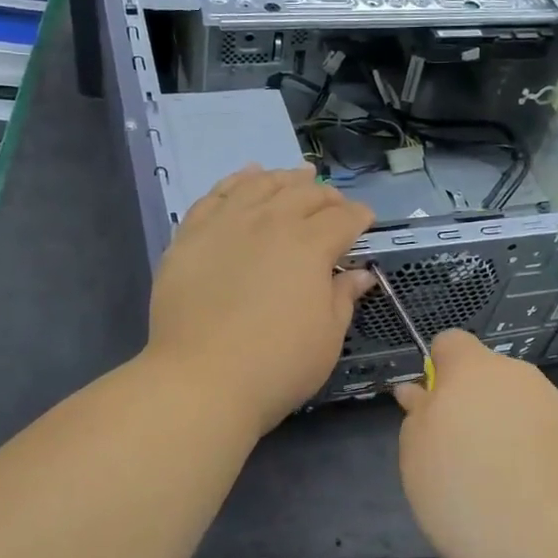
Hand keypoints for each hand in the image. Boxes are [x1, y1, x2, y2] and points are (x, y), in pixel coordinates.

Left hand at [148, 167, 375, 435]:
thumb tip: (360, 274)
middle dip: (326, 196)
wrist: (201, 380)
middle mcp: (270, 221)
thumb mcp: (327, 336)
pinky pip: (217, 195)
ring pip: (261, 185)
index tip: (366, 221)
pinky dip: (237, 181)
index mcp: (310, 244)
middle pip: (304, 194)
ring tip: (297, 177)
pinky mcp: (191, 235)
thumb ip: (343, 296)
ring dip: (285, 178)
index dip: (359, 217)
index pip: (343, 218)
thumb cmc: (277, 365)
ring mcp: (226, 224)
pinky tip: (247, 177)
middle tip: (335, 205)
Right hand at [394, 331, 557, 557]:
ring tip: (500, 484)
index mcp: (471, 370)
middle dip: (473, 404)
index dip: (438, 371)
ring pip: (518, 405)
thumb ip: (418, 416)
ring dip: (505, 428)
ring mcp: (556, 404)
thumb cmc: (466, 495)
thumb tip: (419, 392)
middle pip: (488, 376)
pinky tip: (533, 495)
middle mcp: (518, 376)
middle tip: (461, 456)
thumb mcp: (417, 458)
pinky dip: (536, 453)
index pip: (450, 343)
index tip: (433, 412)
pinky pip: (546, 433)